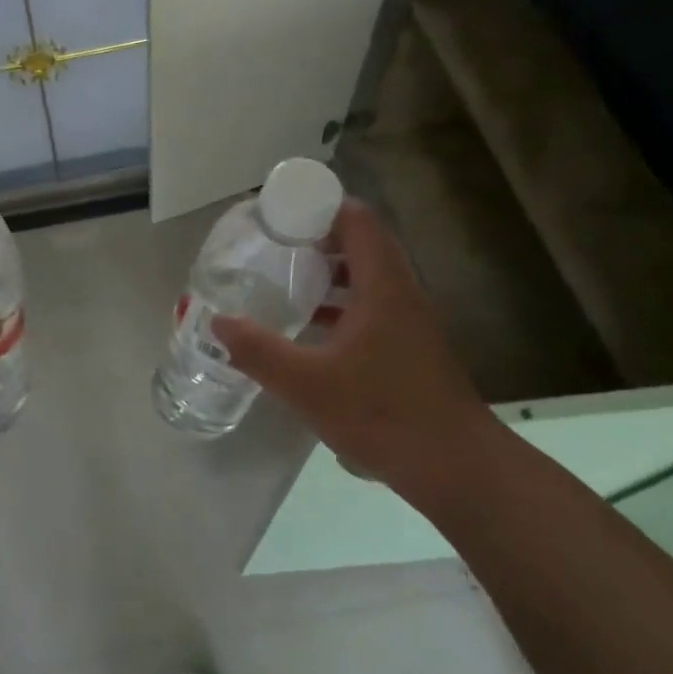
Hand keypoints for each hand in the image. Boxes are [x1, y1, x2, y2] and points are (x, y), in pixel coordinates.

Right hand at [211, 199, 500, 512]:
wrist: (454, 466)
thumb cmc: (382, 414)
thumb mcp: (307, 384)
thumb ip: (259, 351)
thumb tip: (218, 323)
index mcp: (383, 287)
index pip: (357, 220)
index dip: (319, 207)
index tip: (278, 214)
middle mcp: (401, 294)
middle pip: (361, 244)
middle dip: (316, 238)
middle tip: (272, 246)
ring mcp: (408, 322)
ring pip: (366, 278)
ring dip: (328, 273)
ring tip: (284, 280)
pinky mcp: (408, 348)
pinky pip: (370, 307)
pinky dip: (339, 305)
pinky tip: (309, 329)